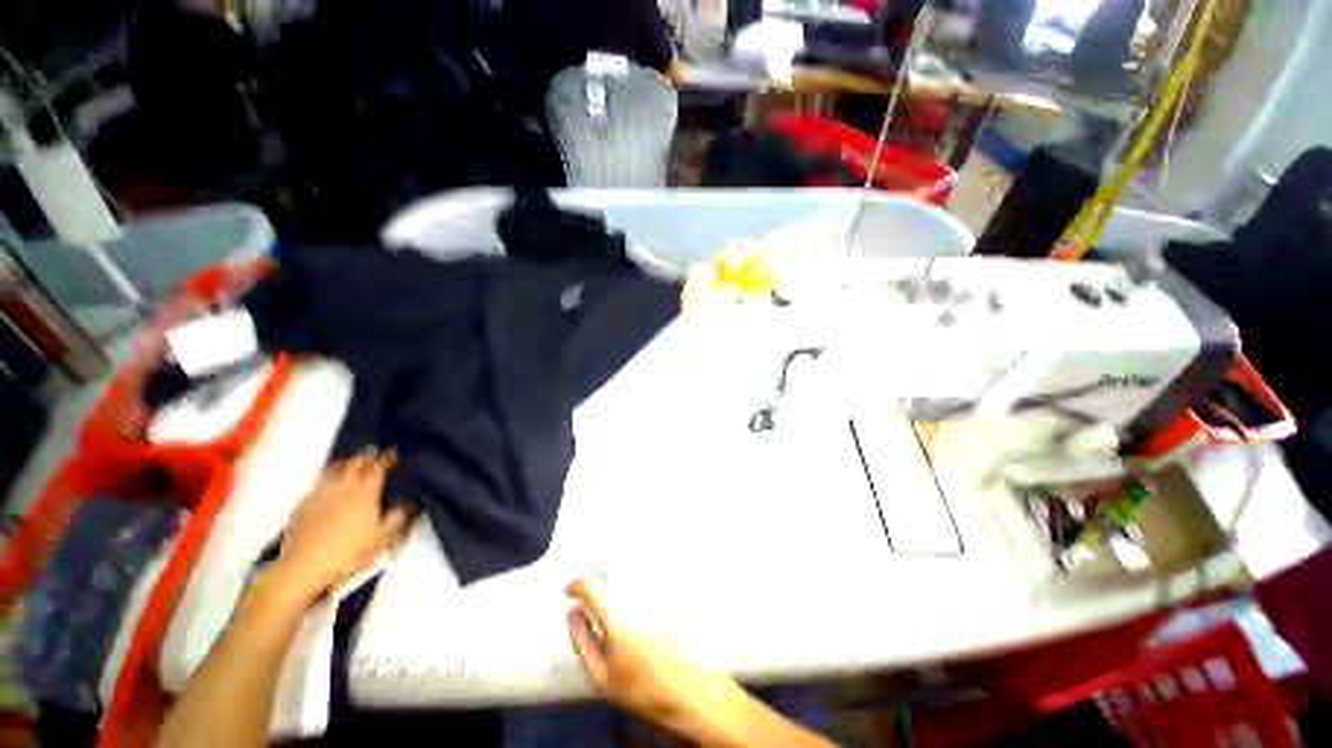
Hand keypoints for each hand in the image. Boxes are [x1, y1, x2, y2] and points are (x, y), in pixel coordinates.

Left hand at [274, 449, 412, 598]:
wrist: (304, 567)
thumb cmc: (350, 553)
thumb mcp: (382, 538)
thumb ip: (397, 517)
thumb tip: (408, 502)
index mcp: (365, 492)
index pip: (379, 467)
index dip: (387, 458)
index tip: (393, 453)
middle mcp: (343, 487)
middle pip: (355, 463)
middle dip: (366, 456)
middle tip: (373, 452)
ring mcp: (320, 494)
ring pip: (333, 470)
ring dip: (345, 463)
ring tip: (350, 463)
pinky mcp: (302, 504)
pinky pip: (318, 484)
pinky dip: (327, 479)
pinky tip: (328, 486)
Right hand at [565, 573, 747, 739]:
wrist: (691, 691)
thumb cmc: (643, 688)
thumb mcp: (603, 677)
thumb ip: (582, 641)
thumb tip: (572, 612)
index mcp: (617, 616)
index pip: (589, 583)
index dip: (575, 584)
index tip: (570, 592)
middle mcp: (637, 594)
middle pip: (610, 562)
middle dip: (593, 569)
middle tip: (588, 584)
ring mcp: (657, 587)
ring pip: (628, 561)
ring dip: (613, 565)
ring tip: (607, 580)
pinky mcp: (671, 587)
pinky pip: (648, 567)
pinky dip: (634, 569)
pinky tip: (631, 582)